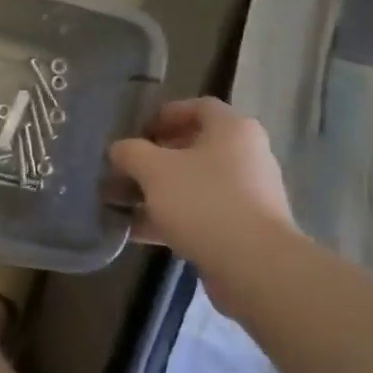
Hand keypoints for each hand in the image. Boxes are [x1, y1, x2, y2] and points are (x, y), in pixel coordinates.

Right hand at [109, 98, 295, 263]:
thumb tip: (119, 150)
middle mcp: (246, 156)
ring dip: (157, 191)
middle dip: (154, 158)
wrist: (253, 265)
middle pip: (194, 147)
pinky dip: (170, 218)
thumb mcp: (154, 170)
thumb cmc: (203, 201)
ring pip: (194, 184)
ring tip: (121, 203)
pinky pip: (200, 214)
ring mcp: (248, 195)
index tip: (136, 132)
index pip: (198, 107)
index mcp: (232, 130)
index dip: (164, 115)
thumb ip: (131, 153)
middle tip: (125, 169)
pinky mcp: (242, 229)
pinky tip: (136, 231)